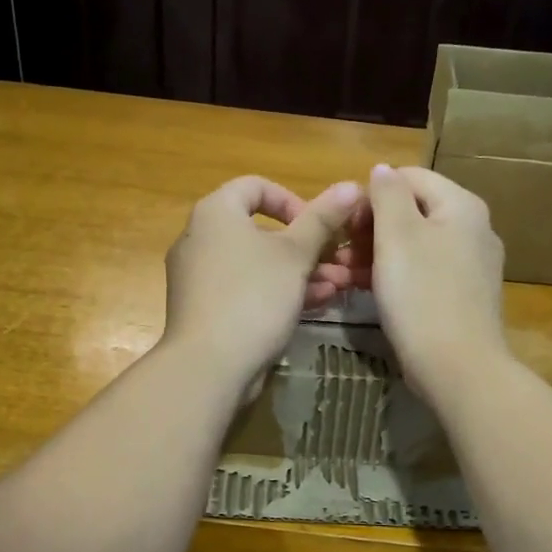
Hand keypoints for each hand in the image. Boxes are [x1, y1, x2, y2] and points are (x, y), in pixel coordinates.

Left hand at [162, 175, 362, 385]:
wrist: (209, 365)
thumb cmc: (253, 297)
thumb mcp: (295, 255)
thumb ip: (322, 219)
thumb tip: (351, 185)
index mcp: (215, 213)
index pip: (255, 186)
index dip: (293, 201)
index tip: (318, 226)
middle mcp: (200, 238)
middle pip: (260, 230)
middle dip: (307, 246)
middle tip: (339, 262)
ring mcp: (200, 277)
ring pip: (257, 265)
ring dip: (300, 272)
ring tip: (338, 287)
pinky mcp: (206, 309)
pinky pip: (246, 290)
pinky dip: (278, 292)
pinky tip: (316, 305)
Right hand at [362, 164, 508, 405]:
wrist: (457, 367)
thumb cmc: (421, 294)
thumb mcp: (397, 235)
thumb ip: (388, 194)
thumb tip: (383, 170)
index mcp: (462, 205)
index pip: (410, 177)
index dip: (372, 194)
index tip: (345, 223)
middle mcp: (474, 229)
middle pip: (414, 211)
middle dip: (372, 227)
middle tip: (340, 253)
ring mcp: (472, 266)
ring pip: (416, 245)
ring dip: (378, 253)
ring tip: (346, 274)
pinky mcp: (464, 296)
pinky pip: (425, 272)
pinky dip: (397, 275)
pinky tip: (369, 291)